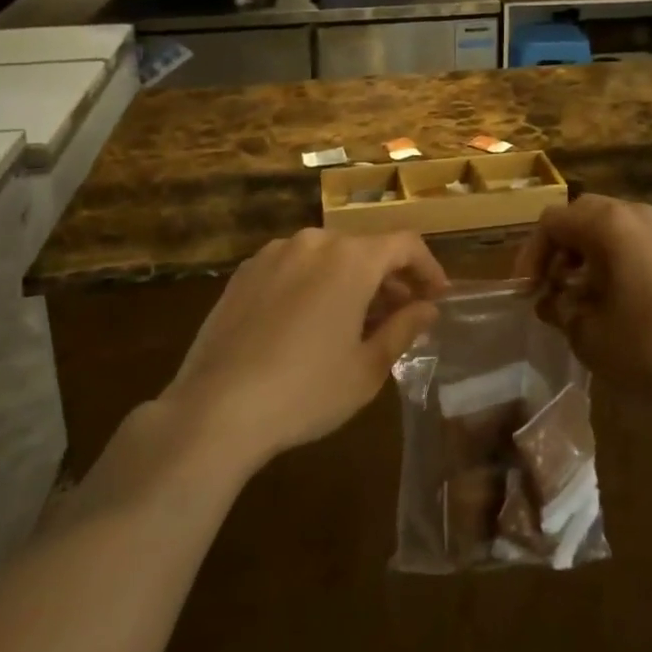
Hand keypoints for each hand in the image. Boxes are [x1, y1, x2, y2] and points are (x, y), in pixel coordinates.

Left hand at [165, 228, 448, 471]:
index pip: (405, 245)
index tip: (437, 297)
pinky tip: (309, 322)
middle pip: (366, 248)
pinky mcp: (245, 272)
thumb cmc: (305, 391)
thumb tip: (427, 308)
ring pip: (328, 256)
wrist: (214, 410)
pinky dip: (314, 283)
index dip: (428, 267)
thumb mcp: (366, 369)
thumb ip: (403, 328)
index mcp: (352, 258)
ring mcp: (275, 253)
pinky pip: (294, 266)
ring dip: (351, 279)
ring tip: (355, 320)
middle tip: (401, 314)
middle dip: (390, 278)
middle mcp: (315, 241)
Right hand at [514, 195, 651, 411]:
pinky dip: (615, 258)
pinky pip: (636, 239)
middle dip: (559, 250)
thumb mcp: (589, 335)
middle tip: (551, 288)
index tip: (527, 292)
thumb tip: (550, 300)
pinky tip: (618, 298)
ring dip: (587, 253)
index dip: (531, 255)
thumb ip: (559, 310)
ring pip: (610, 226)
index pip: (552, 222)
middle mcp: (636, 213)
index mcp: (609, 224)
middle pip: (581, 215)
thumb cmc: (651, 346)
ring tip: (582, 295)